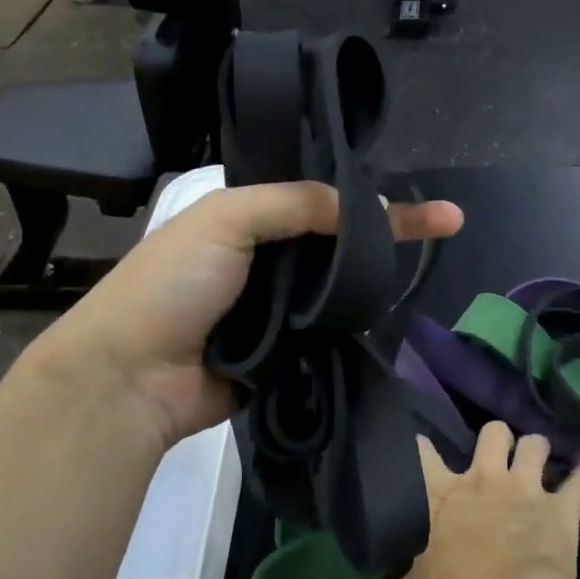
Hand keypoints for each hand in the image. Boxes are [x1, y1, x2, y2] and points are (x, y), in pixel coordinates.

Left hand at [24, 181, 462, 453]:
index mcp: (248, 220)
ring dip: (374, 280)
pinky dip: (353, 326)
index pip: (323, 199)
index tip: (429, 206)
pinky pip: (327, 335)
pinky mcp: (283, 356)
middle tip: (448, 225)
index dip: (374, 199)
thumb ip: (294, 203)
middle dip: (390, 236)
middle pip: (339, 243)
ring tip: (427, 263)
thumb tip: (365, 207)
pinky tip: (390, 313)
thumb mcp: (226, 219)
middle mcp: (266, 261)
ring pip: (338, 289)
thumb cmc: (172, 284)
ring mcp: (276, 311)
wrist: (131, 379)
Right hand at [348, 423, 579, 578]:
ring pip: (536, 444)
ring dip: (540, 451)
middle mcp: (485, 478)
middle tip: (497, 457)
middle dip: (496, 439)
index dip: (419, 445)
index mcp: (444, 494)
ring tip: (542, 462)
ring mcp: (526, 487)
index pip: (423, 454)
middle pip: (492, 432)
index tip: (418, 444)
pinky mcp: (561, 506)